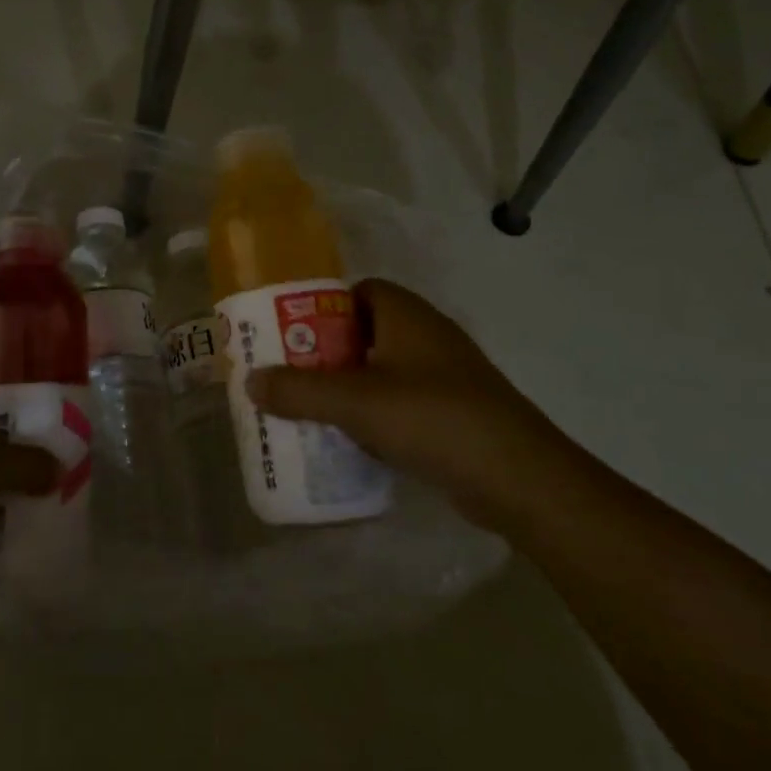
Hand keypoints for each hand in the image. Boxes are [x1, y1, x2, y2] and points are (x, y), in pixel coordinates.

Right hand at [247, 279, 562, 529]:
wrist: (520, 479)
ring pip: (381, 371)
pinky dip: (374, 416)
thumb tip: (250, 381)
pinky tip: (350, 440)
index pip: (358, 292)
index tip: (290, 333)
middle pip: (363, 333)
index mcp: (406, 315)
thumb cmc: (433, 418)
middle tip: (288, 375)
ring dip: (348, 388)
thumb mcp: (355, 401)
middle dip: (326, 353)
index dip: (322, 307)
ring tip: (308, 408)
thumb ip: (298, 390)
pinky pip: (400, 404)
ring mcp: (445, 377)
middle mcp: (427, 337)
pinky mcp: (454, 414)